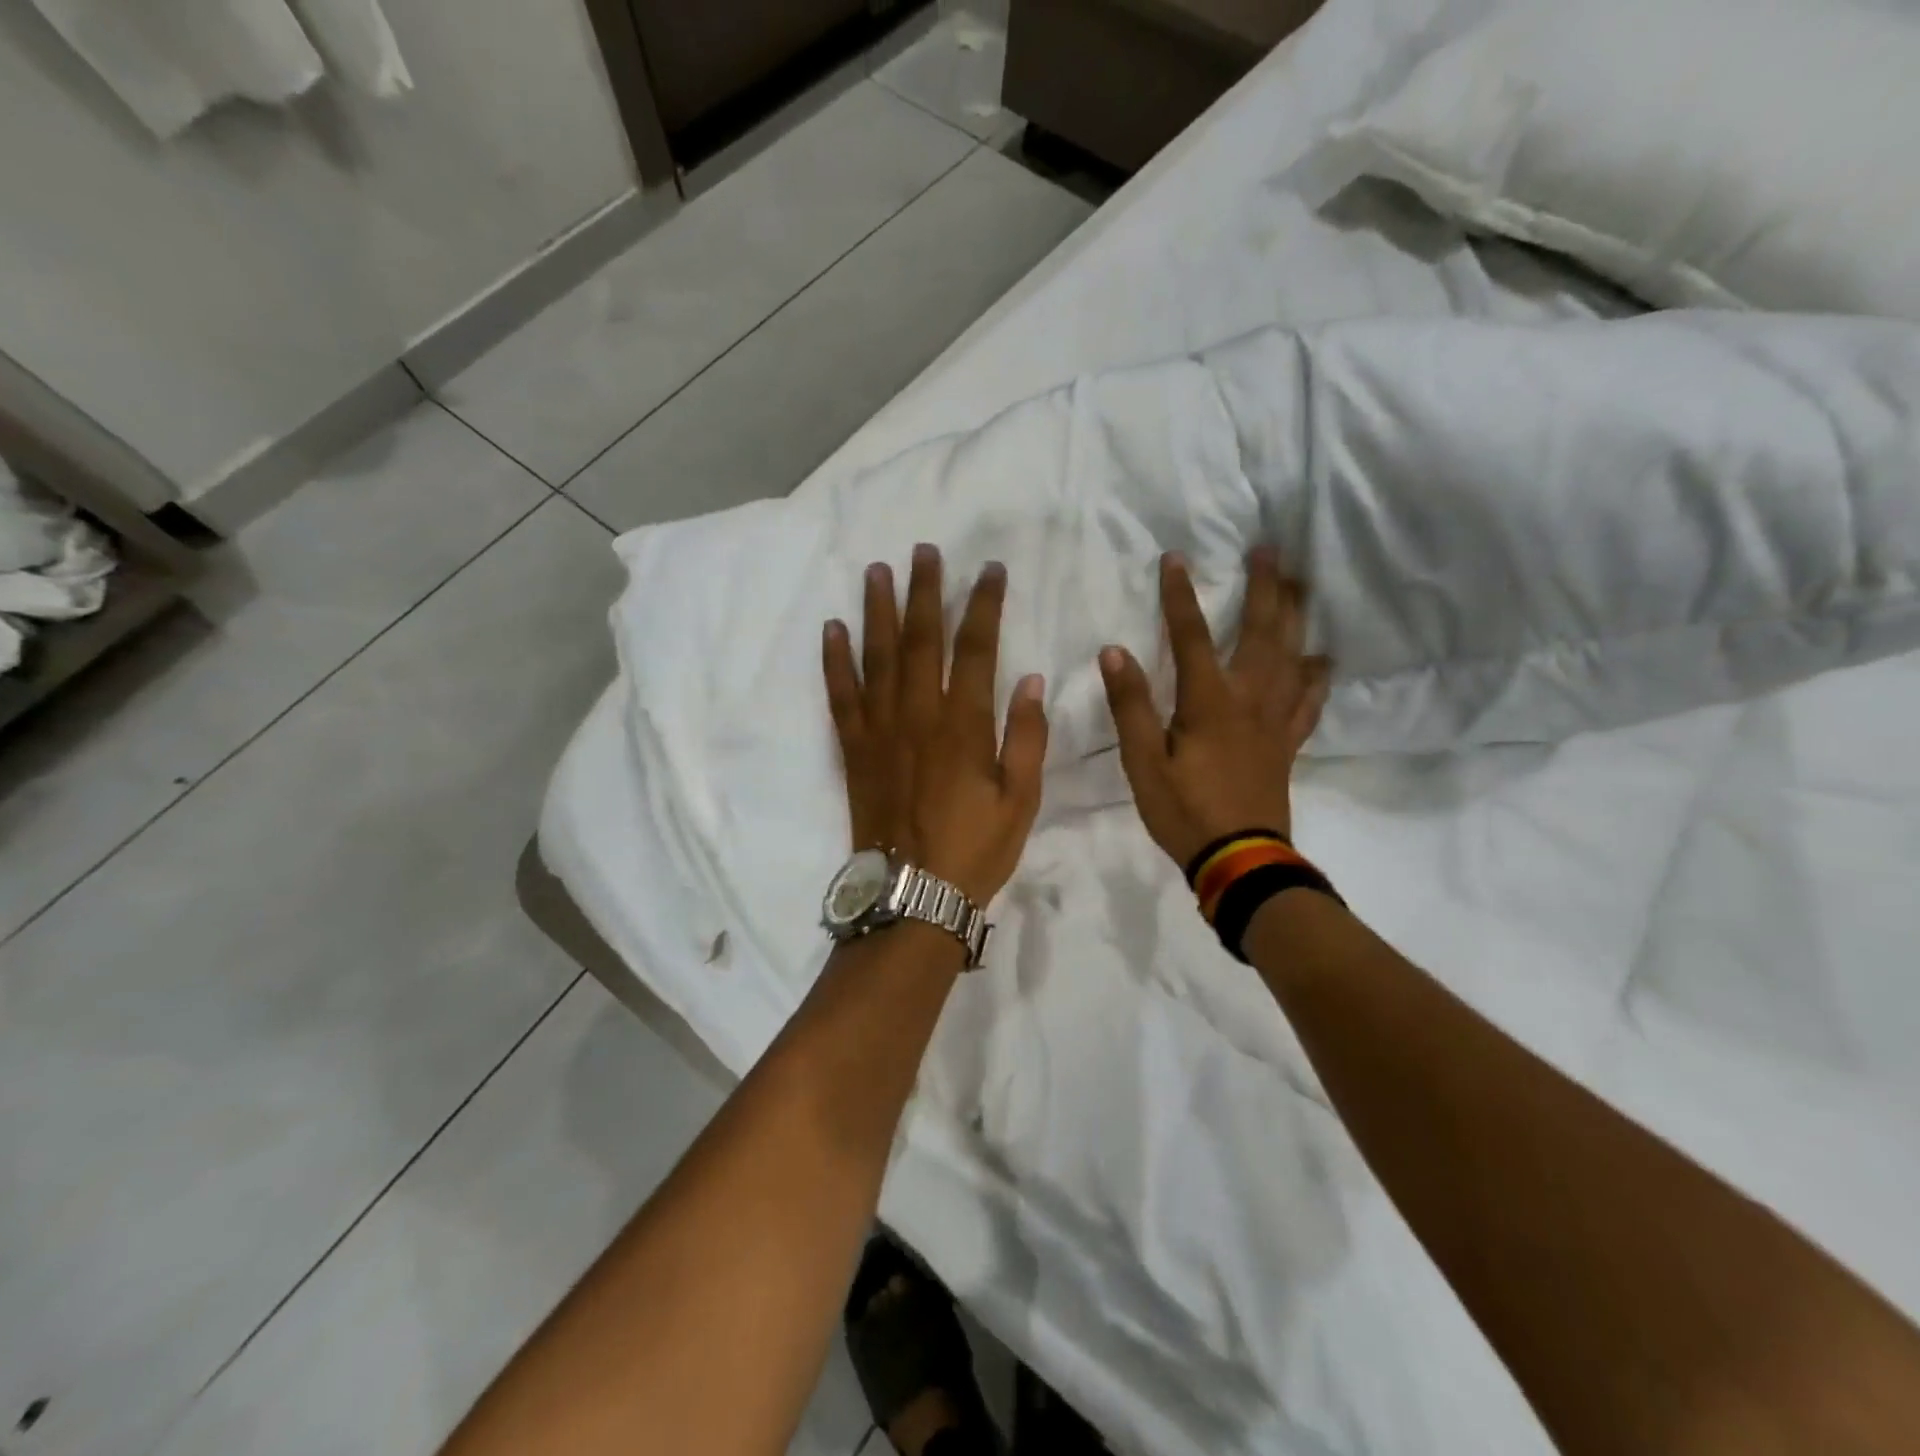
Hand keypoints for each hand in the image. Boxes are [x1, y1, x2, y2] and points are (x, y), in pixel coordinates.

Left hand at [823, 544, 1048, 905]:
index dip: (985, 605)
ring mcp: (880, 729)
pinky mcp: (853, 749)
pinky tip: (832, 629)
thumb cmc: (975, 849)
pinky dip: (835, 660)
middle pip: (921, 639)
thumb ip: (1027, 736)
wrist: (913, 895)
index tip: (992, 570)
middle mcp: (918, 715)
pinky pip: (840, 695)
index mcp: (965, 725)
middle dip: (925, 591)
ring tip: (877, 570)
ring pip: (877, 657)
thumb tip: (1029, 678)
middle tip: (925, 550)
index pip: (978, 648)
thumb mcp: (1021, 799)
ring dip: (878, 610)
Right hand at [1099, 549, 1329, 868]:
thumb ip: (1131, 706)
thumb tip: (1114, 652)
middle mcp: (1249, 700)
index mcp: (1209, 702)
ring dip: (1297, 618)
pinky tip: (1322, 661)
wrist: (1240, 860)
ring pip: (1293, 657)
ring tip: (1302, 586)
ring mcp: (1274, 721)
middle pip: (1262, 633)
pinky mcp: (1286, 743)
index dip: (1180, 596)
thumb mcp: (1142, 762)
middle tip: (1270, 549)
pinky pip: (1309, 701)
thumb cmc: (1184, 811)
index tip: (1175, 558)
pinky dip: (1317, 676)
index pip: (1192, 636)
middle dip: (1265, 587)